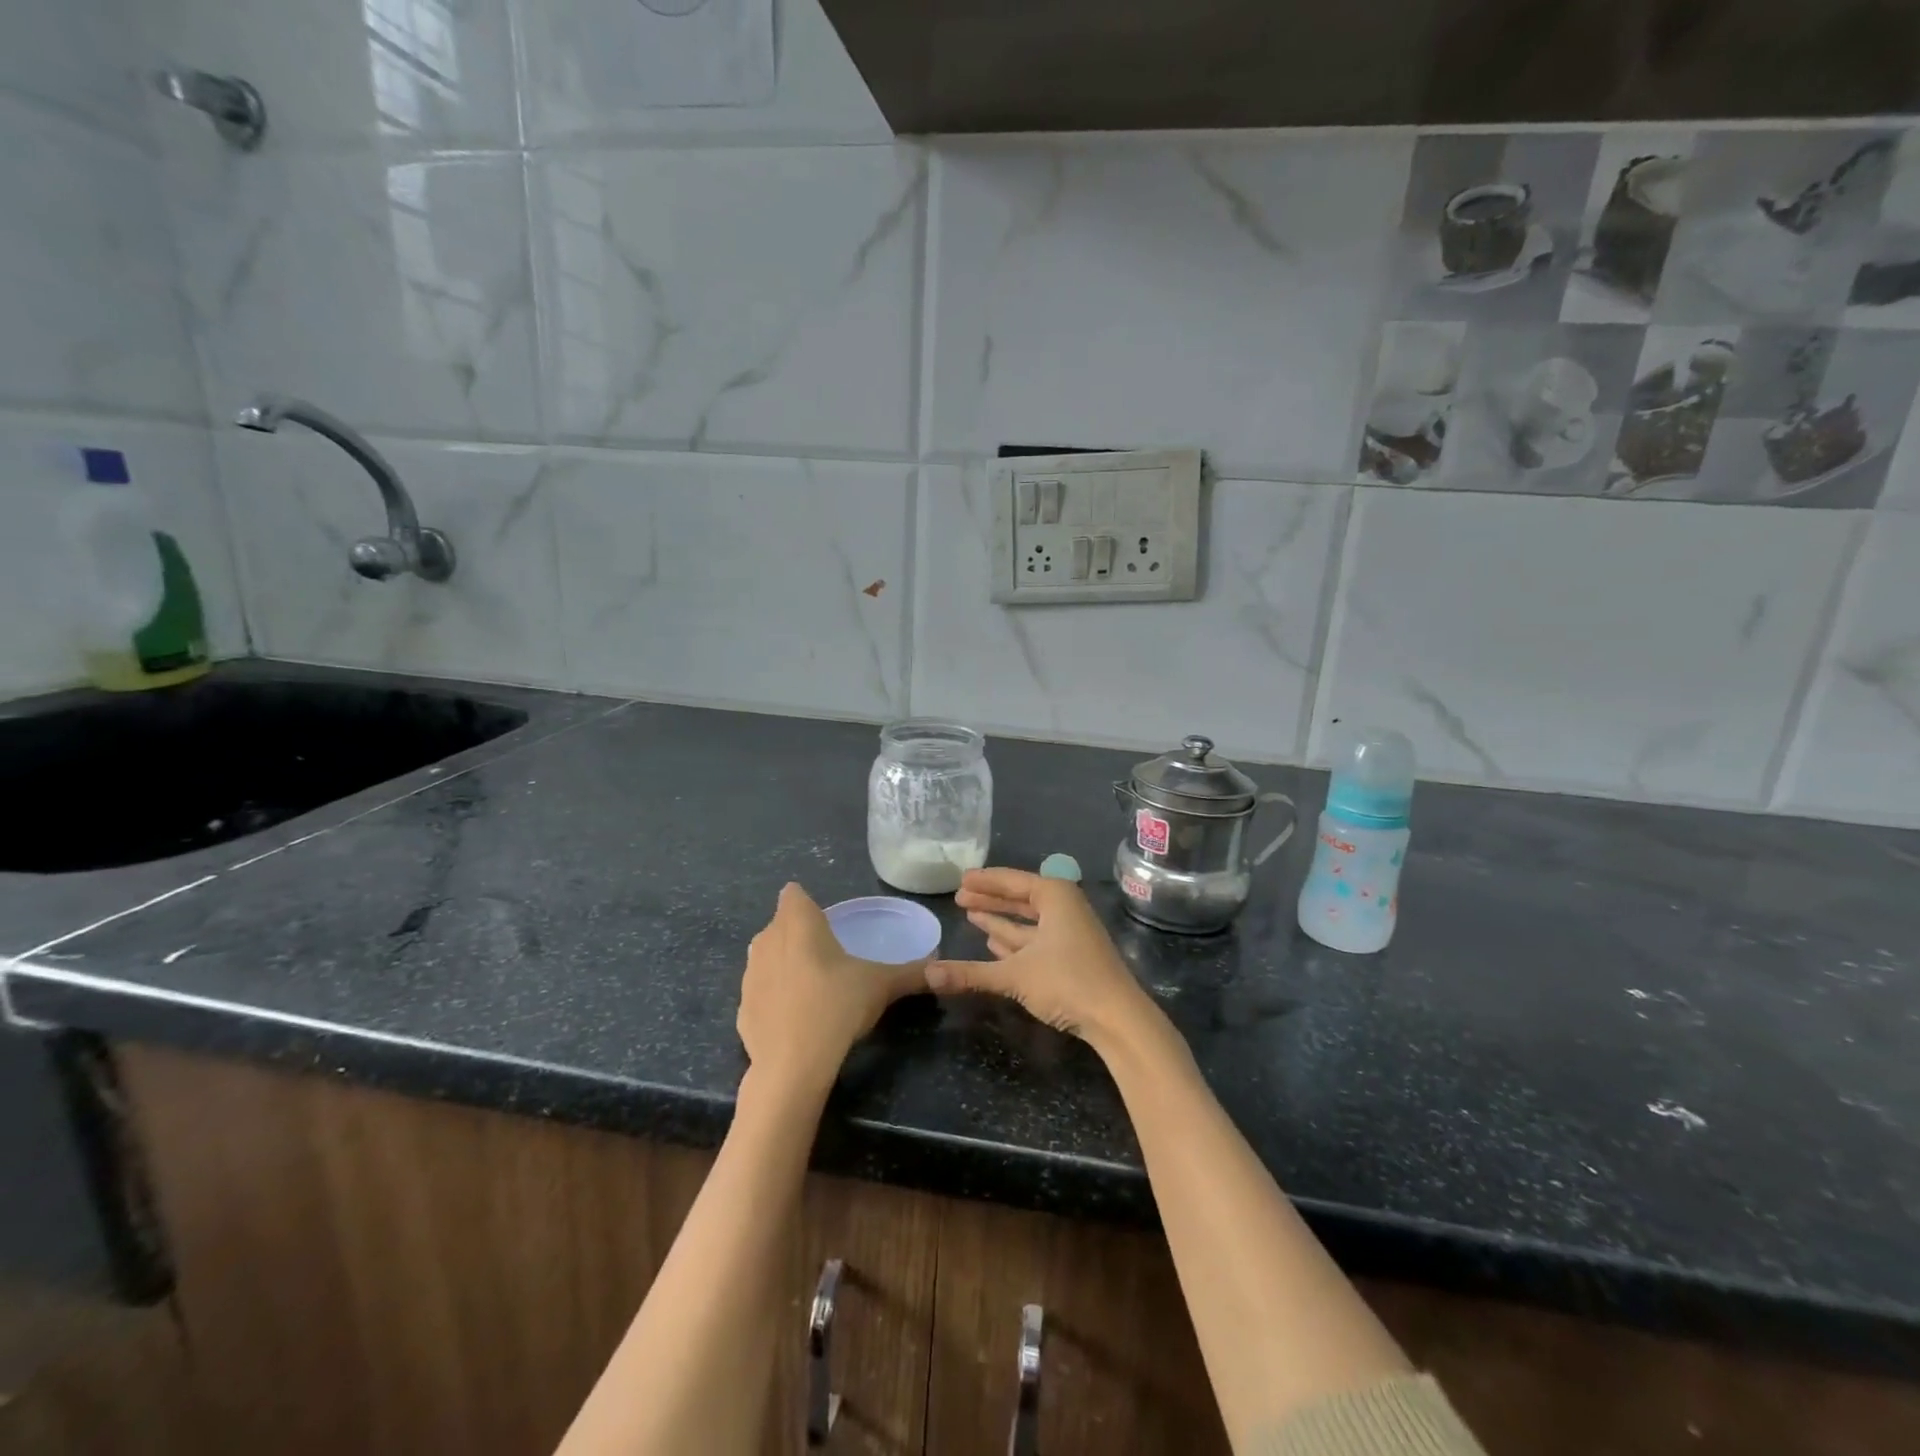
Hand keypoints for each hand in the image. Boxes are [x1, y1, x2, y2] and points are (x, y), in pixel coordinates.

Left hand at [737, 883, 926, 1097]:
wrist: (792, 1065)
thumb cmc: (837, 1006)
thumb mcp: (882, 985)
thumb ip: (911, 972)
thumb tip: (940, 967)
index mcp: (798, 923)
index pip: (794, 894)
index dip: (807, 903)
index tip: (828, 922)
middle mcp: (767, 940)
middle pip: (780, 924)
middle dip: (798, 933)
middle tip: (829, 954)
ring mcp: (749, 975)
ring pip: (766, 956)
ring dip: (784, 963)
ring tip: (814, 985)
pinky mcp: (741, 1009)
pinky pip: (761, 992)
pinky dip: (774, 998)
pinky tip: (795, 1017)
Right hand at [927, 868, 1166, 1052]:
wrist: (1118, 1018)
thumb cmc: (1068, 981)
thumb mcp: (1015, 974)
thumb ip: (970, 973)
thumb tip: (927, 974)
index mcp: (1055, 896)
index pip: (1012, 880)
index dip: (985, 881)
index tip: (961, 878)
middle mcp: (1064, 908)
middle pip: (1020, 899)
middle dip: (990, 899)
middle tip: (959, 897)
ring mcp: (1070, 933)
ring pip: (1028, 921)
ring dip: (1001, 919)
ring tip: (971, 915)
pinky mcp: (1072, 957)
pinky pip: (1036, 940)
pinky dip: (1014, 940)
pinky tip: (993, 942)